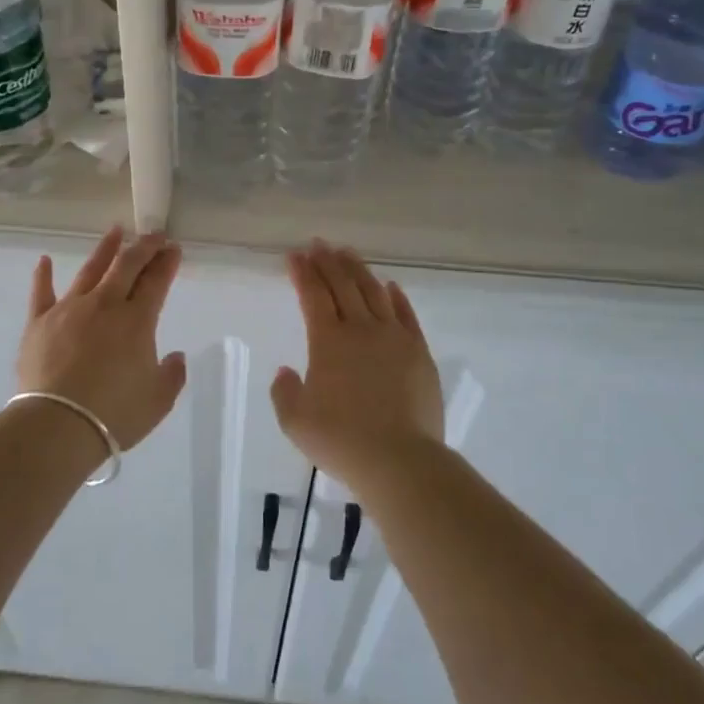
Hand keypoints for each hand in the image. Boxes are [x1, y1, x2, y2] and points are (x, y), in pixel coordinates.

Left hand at [17, 227, 187, 451]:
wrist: (58, 425)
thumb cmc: (115, 414)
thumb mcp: (158, 400)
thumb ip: (172, 374)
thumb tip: (176, 357)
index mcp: (137, 321)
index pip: (156, 282)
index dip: (167, 263)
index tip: (174, 248)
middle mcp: (105, 305)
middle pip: (127, 266)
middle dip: (143, 247)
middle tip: (154, 234)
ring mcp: (69, 309)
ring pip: (90, 270)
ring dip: (105, 249)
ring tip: (115, 231)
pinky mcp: (39, 322)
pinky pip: (41, 292)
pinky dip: (43, 275)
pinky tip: (44, 261)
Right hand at [270, 240, 442, 490]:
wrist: (400, 459)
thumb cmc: (341, 440)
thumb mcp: (295, 421)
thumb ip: (284, 392)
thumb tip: (286, 371)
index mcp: (328, 341)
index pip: (313, 295)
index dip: (303, 273)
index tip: (295, 255)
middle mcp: (361, 329)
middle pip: (343, 285)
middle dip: (328, 261)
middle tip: (318, 244)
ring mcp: (394, 337)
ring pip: (374, 292)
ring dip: (358, 270)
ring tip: (347, 253)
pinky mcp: (419, 352)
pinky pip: (405, 314)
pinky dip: (395, 296)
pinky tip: (389, 286)